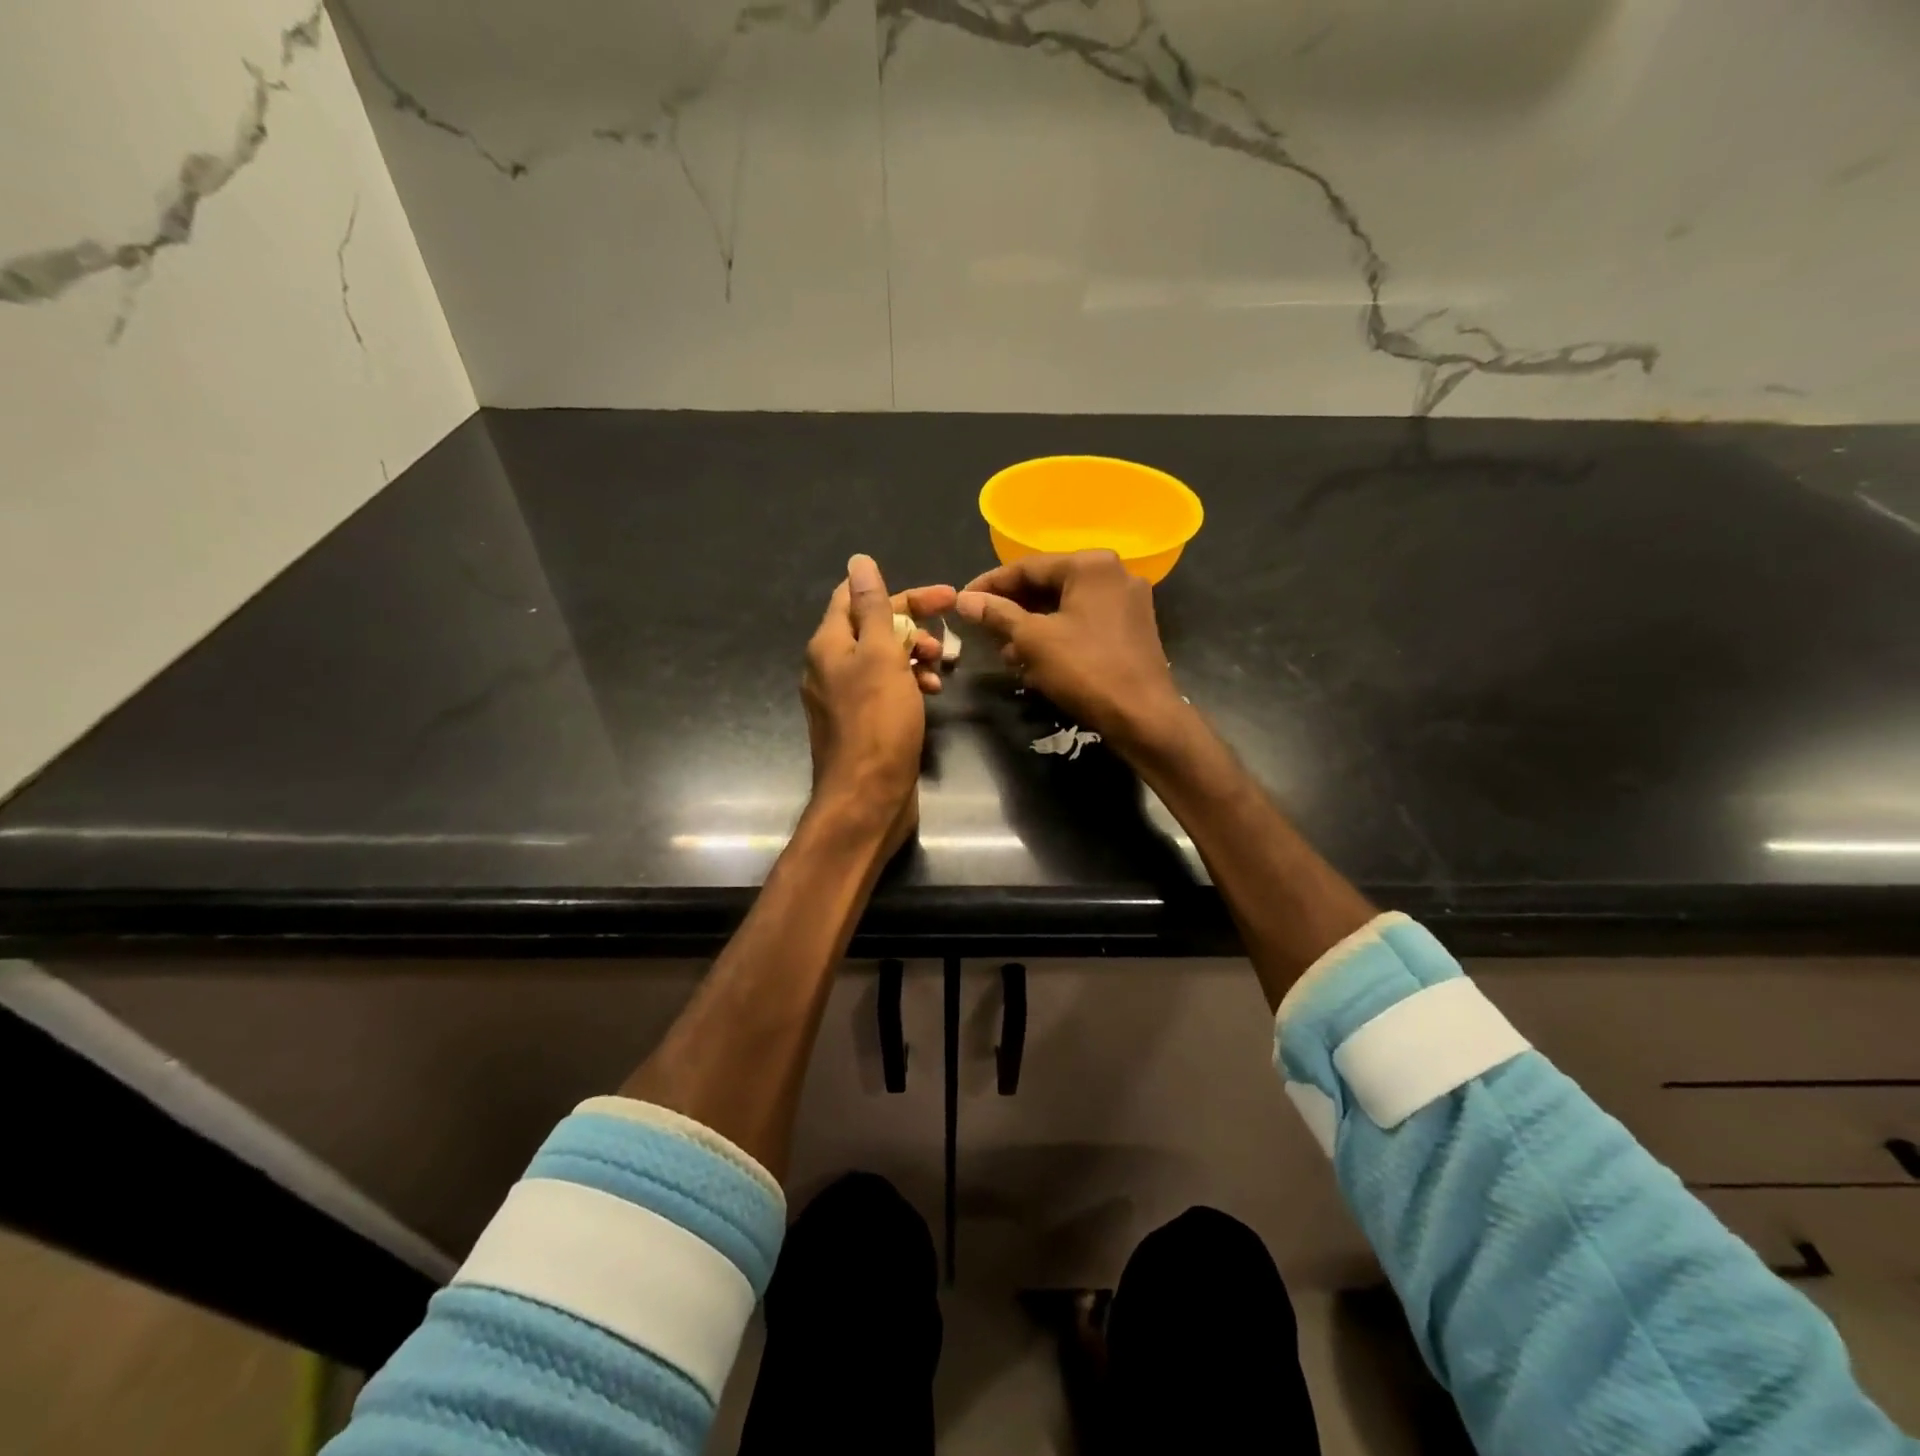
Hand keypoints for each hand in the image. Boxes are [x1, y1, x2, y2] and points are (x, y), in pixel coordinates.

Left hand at [803, 554, 955, 856]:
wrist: (866, 798)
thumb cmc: (877, 723)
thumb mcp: (879, 656)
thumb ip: (873, 608)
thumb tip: (859, 560)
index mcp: (829, 644)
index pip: (857, 596)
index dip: (902, 592)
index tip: (945, 597)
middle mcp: (830, 666)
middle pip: (874, 628)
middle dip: (914, 627)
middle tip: (948, 639)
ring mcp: (845, 696)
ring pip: (884, 660)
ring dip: (915, 656)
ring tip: (942, 668)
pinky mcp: (862, 722)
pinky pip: (887, 689)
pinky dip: (910, 684)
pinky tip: (932, 693)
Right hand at [956, 550, 1188, 754]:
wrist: (1143, 715)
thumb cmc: (1085, 669)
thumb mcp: (1033, 640)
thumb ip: (997, 614)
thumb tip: (963, 600)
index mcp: (1090, 565)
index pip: (1027, 567)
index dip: (990, 585)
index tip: (962, 601)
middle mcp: (1114, 573)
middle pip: (1048, 584)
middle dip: (1012, 609)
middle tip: (981, 628)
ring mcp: (1128, 601)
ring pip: (1065, 606)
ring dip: (1032, 626)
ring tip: (1005, 652)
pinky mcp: (1132, 628)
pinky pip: (1084, 622)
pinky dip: (1057, 635)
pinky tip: (1036, 659)